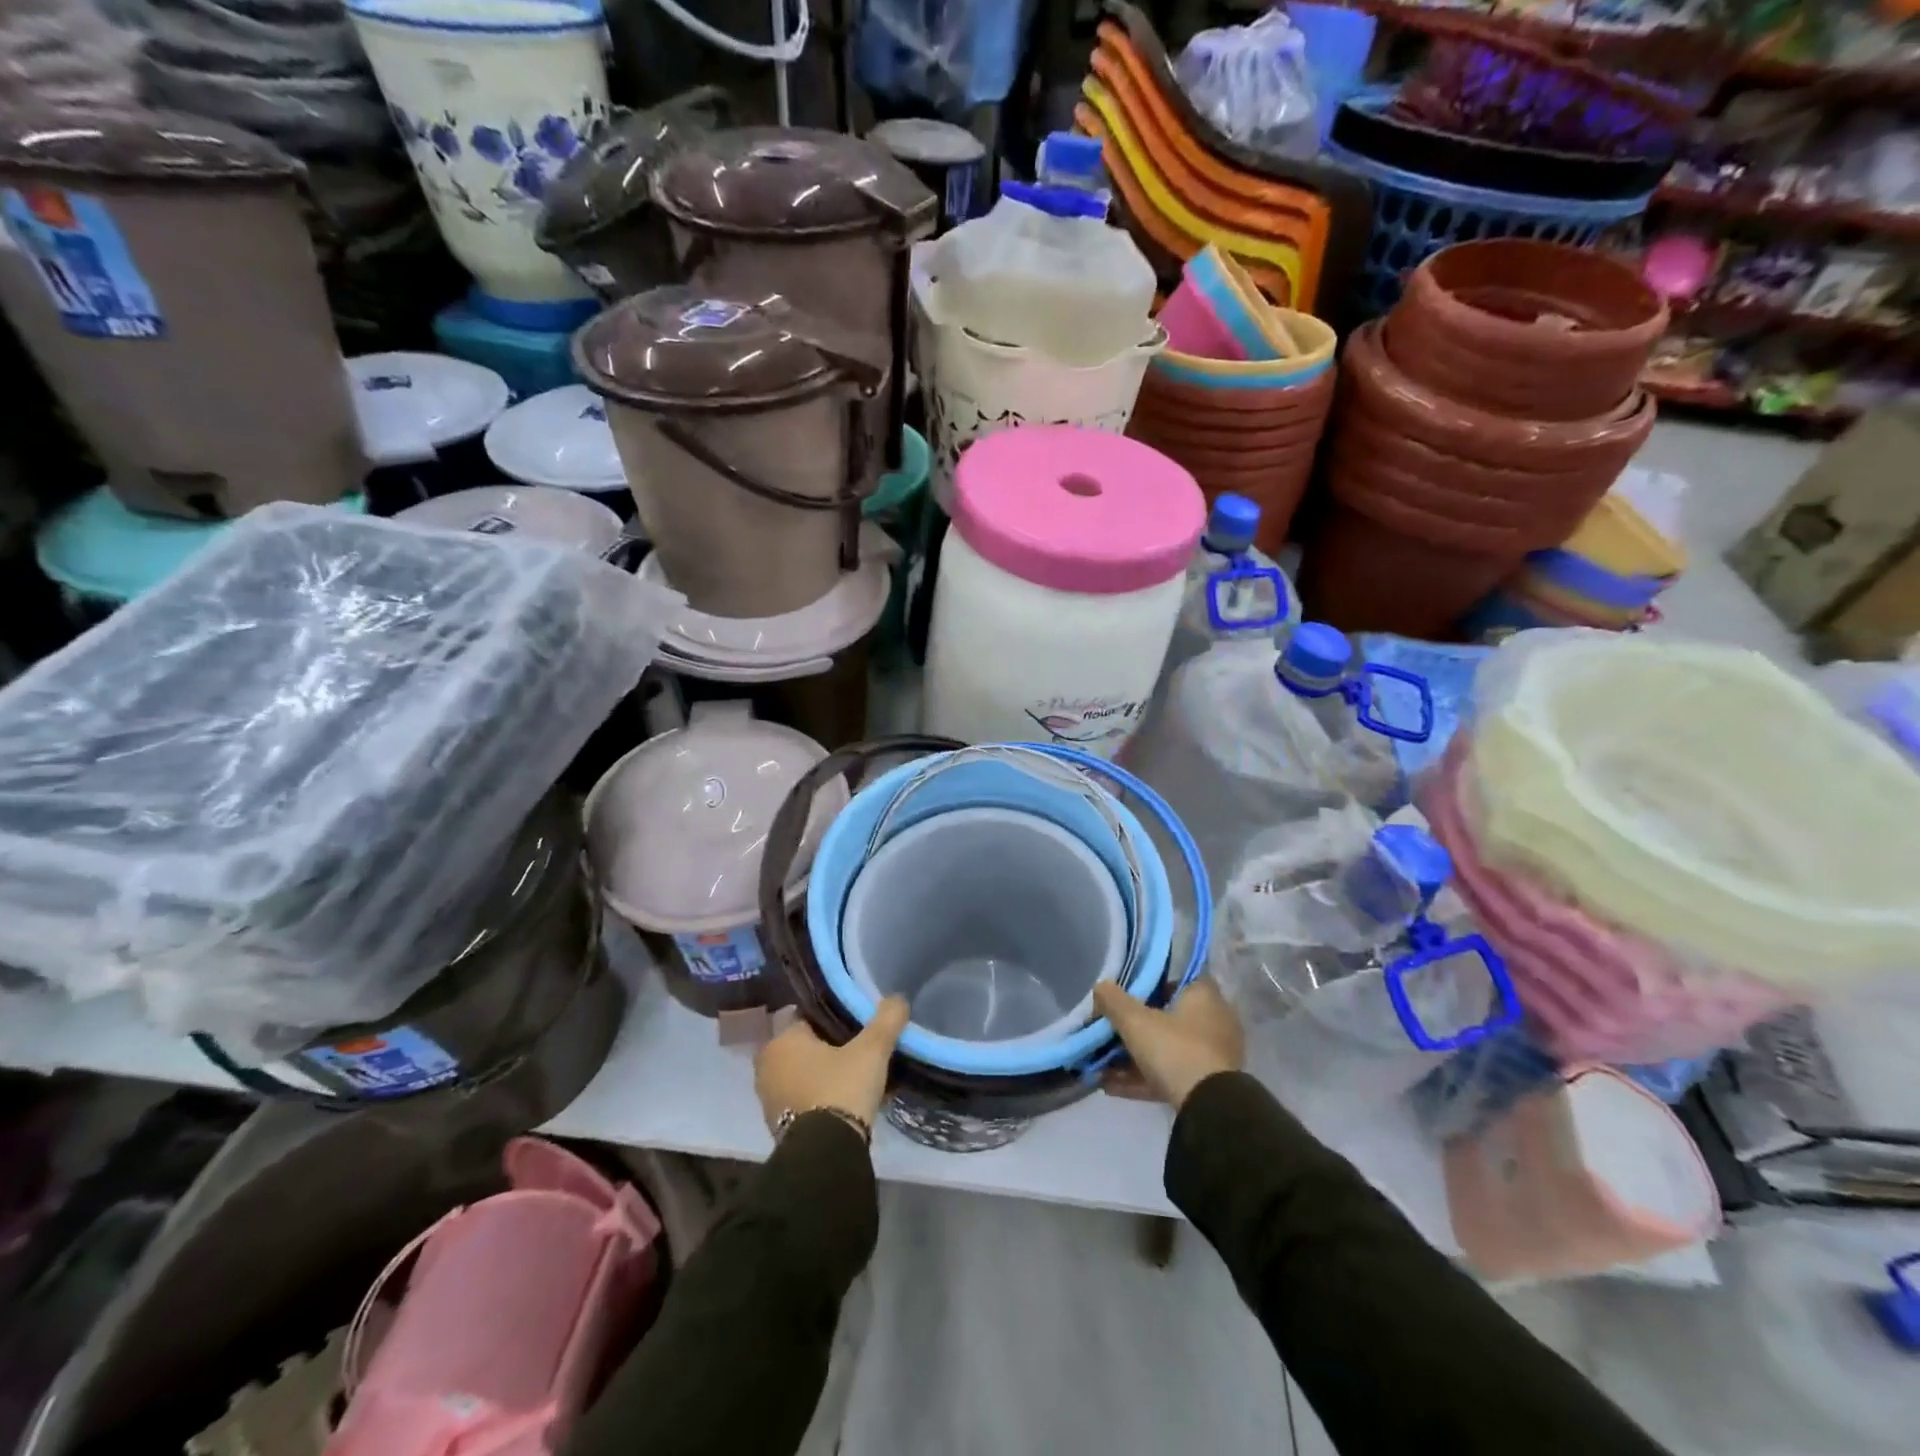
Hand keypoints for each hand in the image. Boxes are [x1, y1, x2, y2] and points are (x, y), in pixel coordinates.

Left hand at [754, 996, 910, 1135]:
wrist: (825, 1155)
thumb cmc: (841, 1089)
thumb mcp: (872, 1050)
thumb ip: (886, 1020)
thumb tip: (898, 998)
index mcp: (782, 1040)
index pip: (803, 1015)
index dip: (828, 1016)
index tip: (850, 1021)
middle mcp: (767, 1065)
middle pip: (800, 1045)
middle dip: (823, 1046)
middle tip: (854, 1047)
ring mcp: (768, 1098)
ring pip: (799, 1073)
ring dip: (819, 1073)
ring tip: (852, 1075)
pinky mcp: (776, 1126)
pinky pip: (799, 1099)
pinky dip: (816, 1097)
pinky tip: (842, 1100)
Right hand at [1093, 977, 1243, 1109]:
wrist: (1209, 1109)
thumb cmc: (1175, 1049)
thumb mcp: (1134, 1021)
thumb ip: (1113, 1000)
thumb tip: (1100, 986)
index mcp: (1204, 996)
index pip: (1176, 979)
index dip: (1150, 985)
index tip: (1126, 996)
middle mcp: (1214, 1021)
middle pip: (1168, 1017)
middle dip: (1135, 1027)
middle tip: (1108, 1032)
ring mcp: (1213, 1055)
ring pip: (1167, 1049)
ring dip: (1134, 1057)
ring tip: (1101, 1066)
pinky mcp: (1208, 1085)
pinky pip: (1170, 1074)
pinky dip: (1143, 1078)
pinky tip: (1110, 1086)